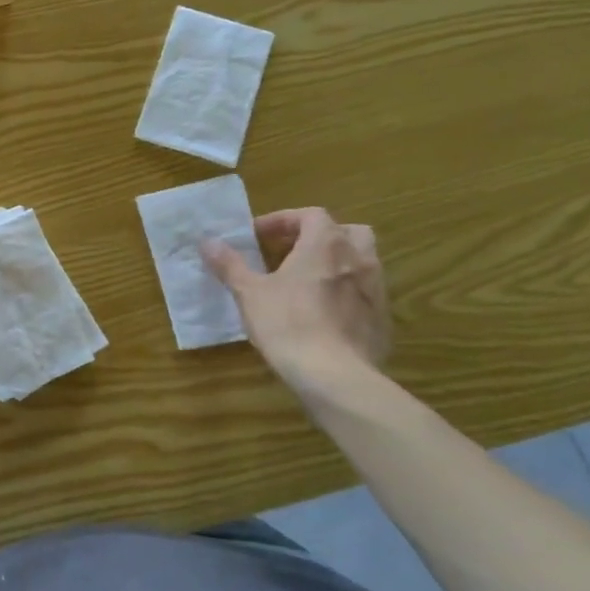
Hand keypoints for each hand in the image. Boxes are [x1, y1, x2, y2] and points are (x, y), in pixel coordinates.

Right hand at [203, 208, 390, 395]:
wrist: (334, 375)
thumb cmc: (287, 324)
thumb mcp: (249, 293)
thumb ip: (230, 264)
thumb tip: (207, 242)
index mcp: (325, 244)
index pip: (310, 215)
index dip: (283, 220)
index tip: (258, 236)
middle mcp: (358, 258)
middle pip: (347, 231)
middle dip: (320, 236)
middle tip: (292, 252)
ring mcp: (375, 288)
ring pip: (362, 261)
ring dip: (337, 262)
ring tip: (309, 281)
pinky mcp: (382, 318)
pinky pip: (366, 292)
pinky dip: (347, 292)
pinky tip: (325, 313)